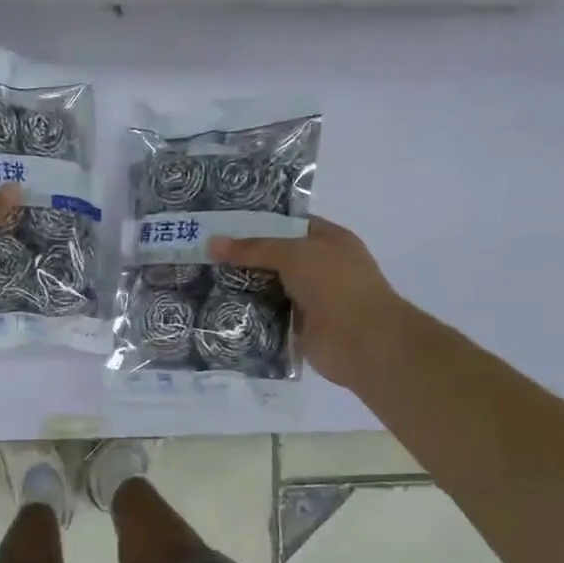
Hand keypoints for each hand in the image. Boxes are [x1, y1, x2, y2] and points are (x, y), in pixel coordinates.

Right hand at [212, 216, 401, 389]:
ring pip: (269, 287)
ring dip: (243, 287)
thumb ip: (254, 249)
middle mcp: (320, 267)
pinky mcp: (297, 327)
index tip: (223, 223)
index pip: (290, 224)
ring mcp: (309, 298)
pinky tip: (218, 308)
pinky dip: (248, 313)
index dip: (259, 222)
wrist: (360, 340)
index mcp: (329, 241)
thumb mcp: (294, 254)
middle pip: (276, 257)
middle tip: (204, 251)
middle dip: (244, 256)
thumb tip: (212, 243)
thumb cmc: (335, 284)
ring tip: (203, 278)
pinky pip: (267, 315)